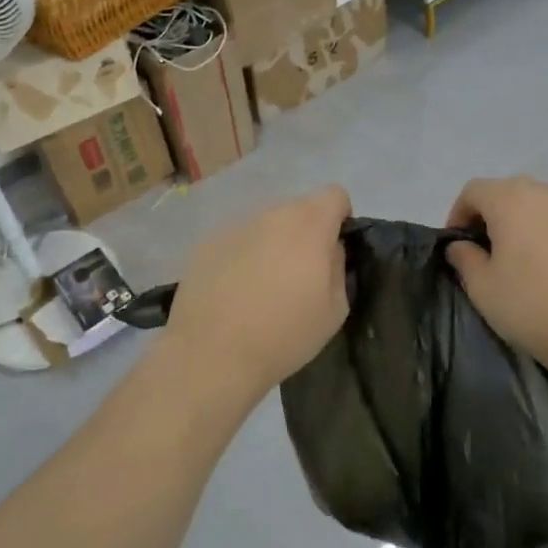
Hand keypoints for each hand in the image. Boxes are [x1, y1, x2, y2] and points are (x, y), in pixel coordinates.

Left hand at [159, 185, 351, 404]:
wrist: (212, 353)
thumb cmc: (284, 334)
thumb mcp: (335, 308)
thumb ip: (338, 266)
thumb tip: (330, 249)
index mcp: (309, 224)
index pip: (335, 194)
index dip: (340, 218)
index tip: (333, 249)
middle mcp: (272, 214)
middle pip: (299, 208)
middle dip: (306, 232)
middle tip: (299, 273)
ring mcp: (236, 225)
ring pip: (266, 224)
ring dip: (273, 243)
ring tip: (263, 286)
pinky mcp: (208, 242)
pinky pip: (238, 240)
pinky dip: (242, 256)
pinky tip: (234, 291)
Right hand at [446, 176, 547, 379]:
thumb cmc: (535, 306)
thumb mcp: (483, 289)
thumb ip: (464, 259)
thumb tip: (461, 245)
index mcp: (510, 199)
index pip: (473, 191)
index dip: (458, 214)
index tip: (458, 246)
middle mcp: (545, 193)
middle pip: (508, 192)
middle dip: (492, 216)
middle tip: (488, 253)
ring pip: (541, 206)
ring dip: (525, 224)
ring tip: (524, 261)